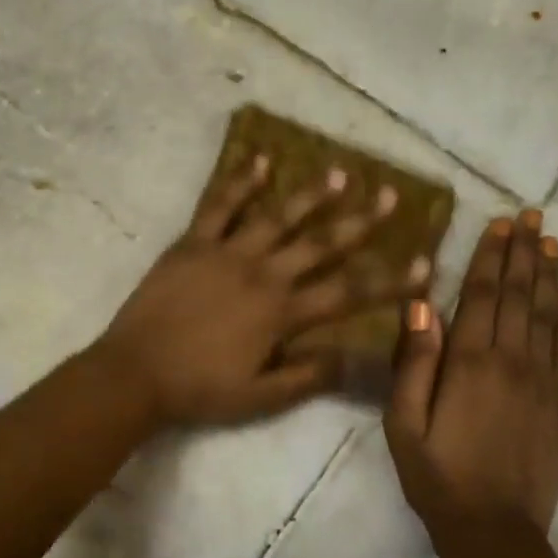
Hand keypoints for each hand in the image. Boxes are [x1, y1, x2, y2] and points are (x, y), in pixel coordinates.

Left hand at [96, 153, 431, 427]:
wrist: (134, 373)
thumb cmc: (198, 389)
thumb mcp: (259, 397)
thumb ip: (308, 376)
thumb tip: (353, 357)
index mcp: (282, 313)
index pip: (348, 293)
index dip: (389, 280)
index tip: (424, 263)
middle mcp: (263, 274)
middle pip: (321, 244)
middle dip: (360, 222)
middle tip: (390, 196)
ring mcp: (227, 253)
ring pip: (278, 217)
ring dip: (311, 195)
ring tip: (340, 172)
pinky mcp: (193, 243)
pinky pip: (220, 206)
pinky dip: (240, 181)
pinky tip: (260, 160)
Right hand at [385, 211, 557, 535]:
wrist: (493, 530)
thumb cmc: (436, 475)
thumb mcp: (403, 423)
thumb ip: (413, 363)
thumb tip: (420, 305)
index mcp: (468, 364)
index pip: (481, 295)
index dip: (490, 256)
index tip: (500, 223)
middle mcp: (511, 362)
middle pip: (519, 295)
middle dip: (524, 252)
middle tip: (532, 216)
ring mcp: (544, 382)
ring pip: (548, 315)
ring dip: (549, 275)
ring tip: (551, 241)